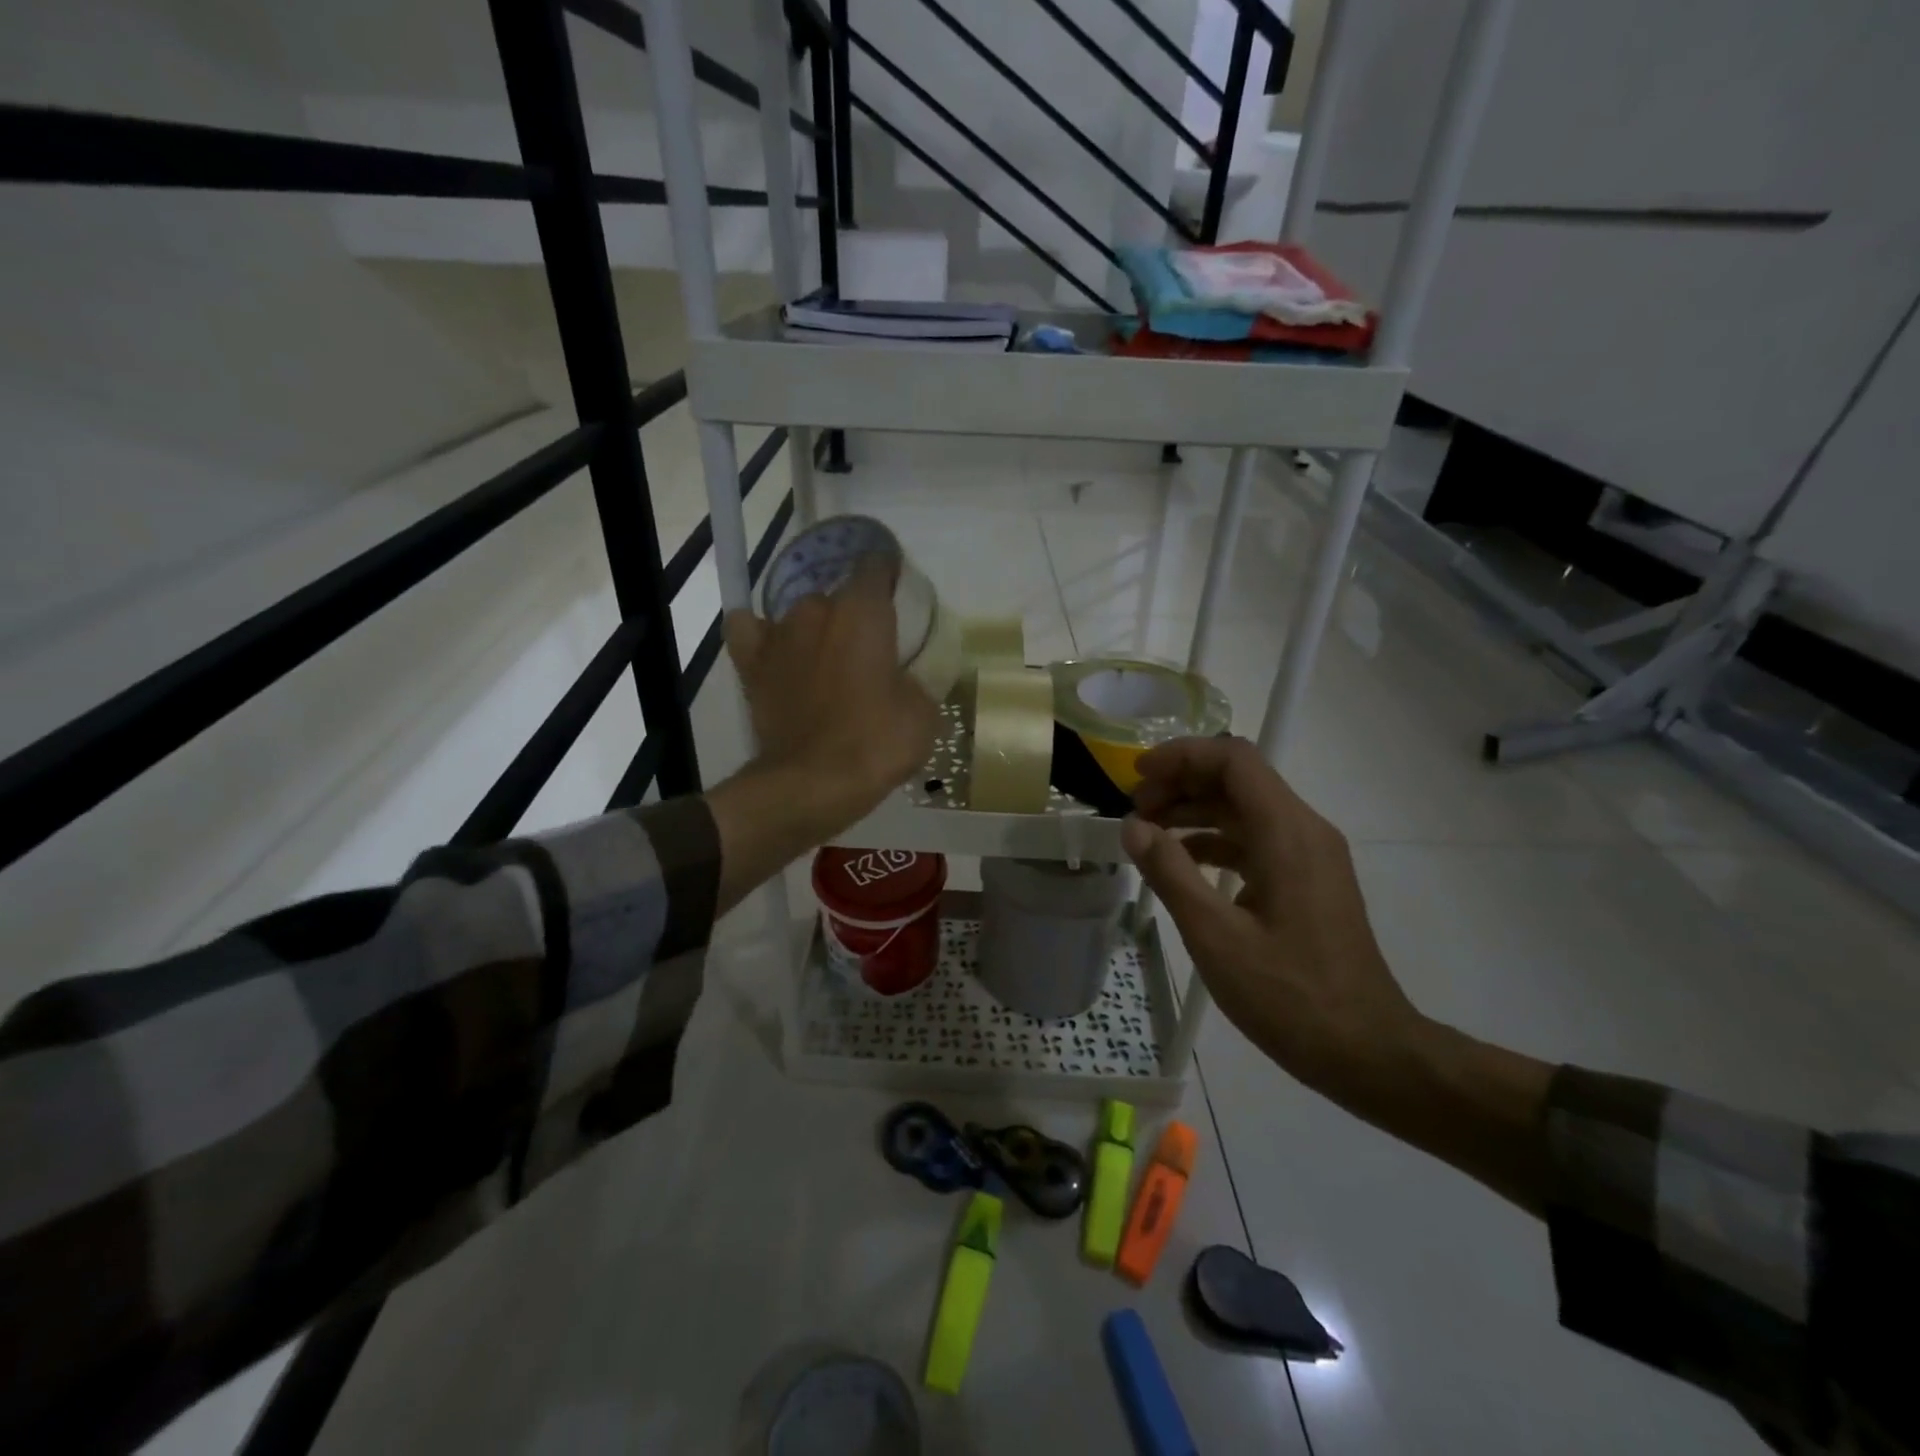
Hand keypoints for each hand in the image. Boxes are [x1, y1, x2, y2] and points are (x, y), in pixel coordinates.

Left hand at [723, 552, 939, 843]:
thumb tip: (903, 676)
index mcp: (863, 612)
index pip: (876, 564)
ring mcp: (778, 634)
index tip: (901, 599)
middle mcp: (816, 609)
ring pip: (801, 614)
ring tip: (829, 661)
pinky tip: (777, 648)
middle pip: (839, 594)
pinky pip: (749, 630)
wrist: (811, 785)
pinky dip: (763, 634)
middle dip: (855, 614)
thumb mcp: (923, 713)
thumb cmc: (875, 744)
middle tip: (871, 648)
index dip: (889, 577)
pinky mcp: (751, 663)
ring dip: (817, 630)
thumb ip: (916, 678)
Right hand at [1120, 735, 1421, 1106]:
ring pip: (1246, 809)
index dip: (1181, 756)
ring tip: (1149, 835)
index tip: (1136, 777)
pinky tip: (1182, 865)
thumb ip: (1170, 873)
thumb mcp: (1215, 936)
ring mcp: (1310, 855)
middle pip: (1238, 779)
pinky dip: (1215, 841)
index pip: (1233, 760)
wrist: (1367, 1052)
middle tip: (1136, 811)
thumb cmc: (1289, 995)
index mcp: (1286, 832)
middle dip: (1182, 783)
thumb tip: (1133, 827)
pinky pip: (1256, 840)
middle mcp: (1304, 830)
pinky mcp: (1308, 880)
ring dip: (1195, 811)